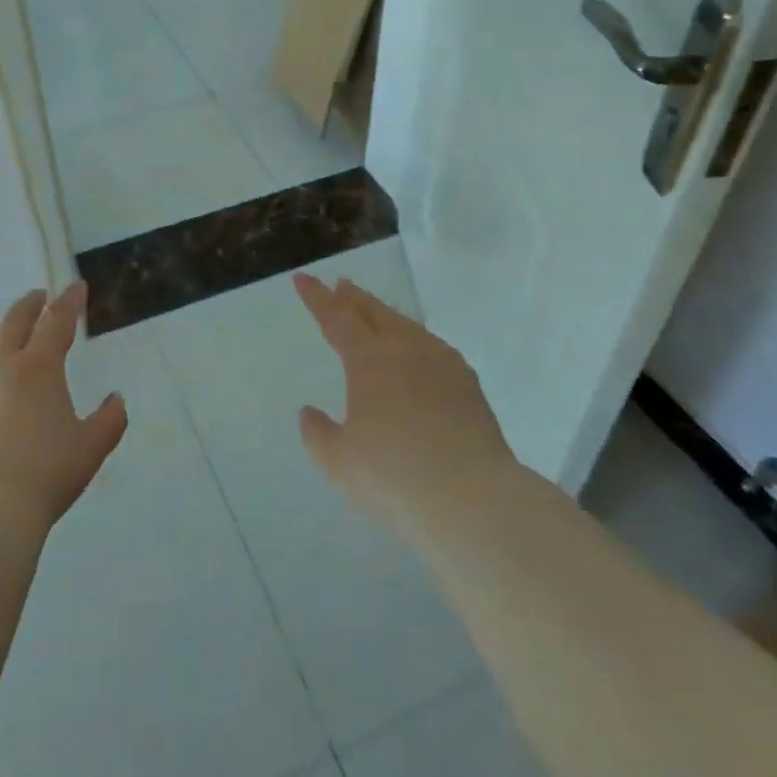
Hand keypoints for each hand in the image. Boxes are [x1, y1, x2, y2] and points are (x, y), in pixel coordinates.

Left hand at [0, 282, 127, 526]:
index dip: (70, 301)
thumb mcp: (91, 448)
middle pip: (14, 321)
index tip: (76, 287)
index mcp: (40, 367)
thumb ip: (109, 420)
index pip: (58, 321)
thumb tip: (116, 399)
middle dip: (30, 305)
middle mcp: (1, 366)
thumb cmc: (45, 473)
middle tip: (39, 298)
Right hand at [293, 273, 515, 538]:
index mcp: (368, 360)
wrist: (473, 498)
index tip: (302, 278)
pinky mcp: (467, 383)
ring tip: (374, 313)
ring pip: (406, 325)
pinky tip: (417, 351)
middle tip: (340, 286)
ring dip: (384, 314)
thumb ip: (317, 434)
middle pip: (374, 312)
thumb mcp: (339, 462)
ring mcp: (441, 362)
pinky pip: (432, 346)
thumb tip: (309, 413)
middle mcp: (404, 349)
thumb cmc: (395, 477)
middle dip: (353, 298)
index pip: (335, 318)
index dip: (316, 297)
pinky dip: (413, 338)